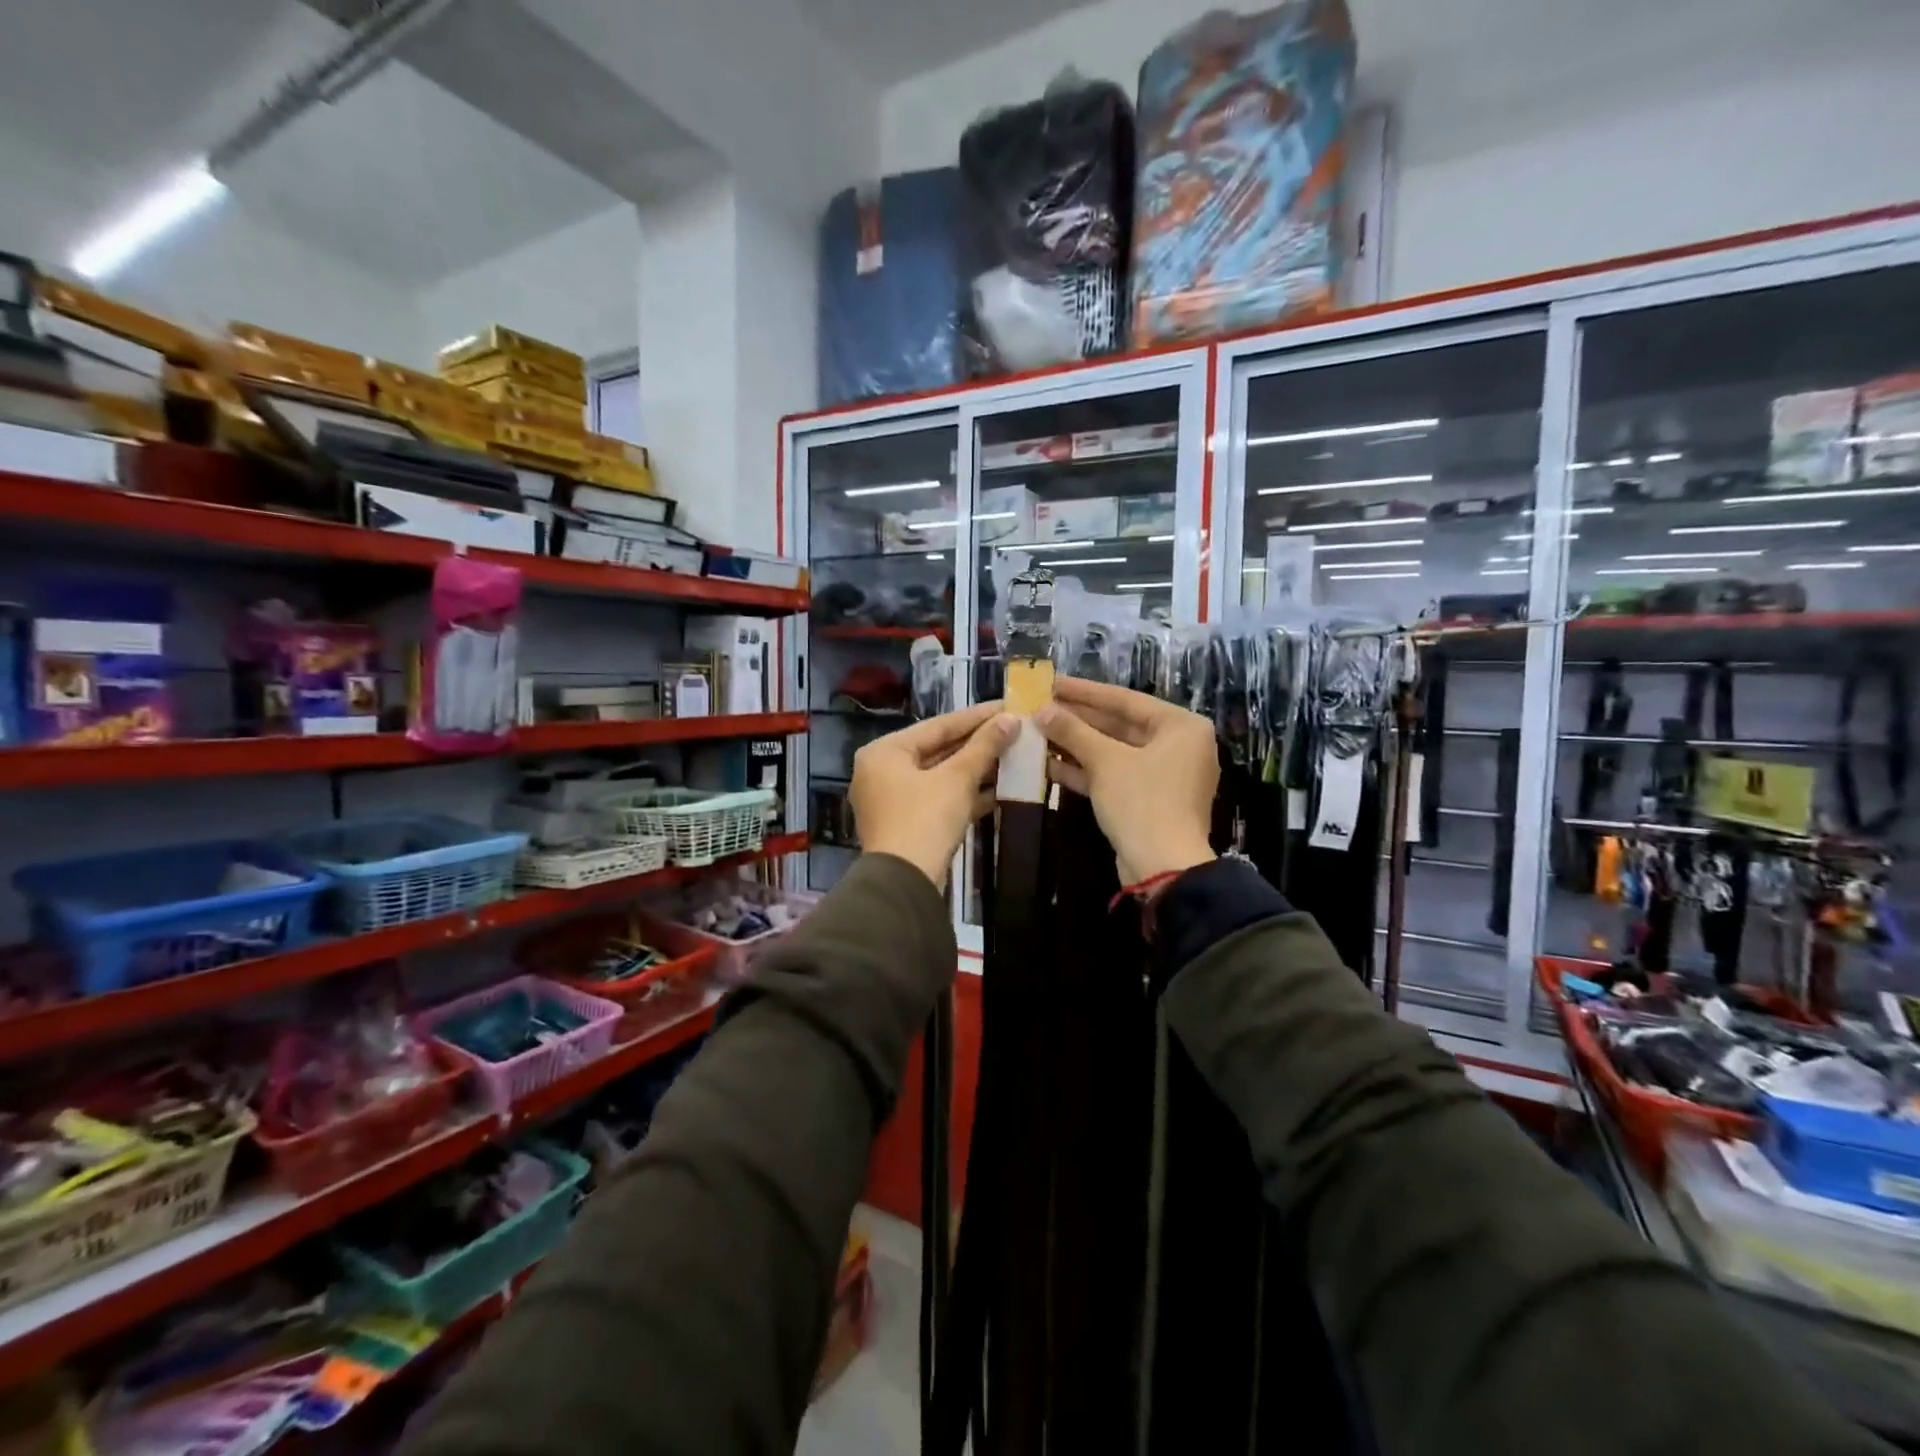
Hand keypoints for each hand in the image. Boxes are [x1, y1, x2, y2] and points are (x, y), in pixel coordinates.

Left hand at [851, 701, 1017, 888]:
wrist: (905, 883)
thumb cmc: (925, 819)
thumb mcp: (957, 779)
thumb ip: (984, 747)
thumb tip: (1011, 719)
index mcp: (885, 751)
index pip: (937, 725)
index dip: (976, 717)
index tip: (1007, 706)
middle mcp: (882, 771)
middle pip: (938, 750)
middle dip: (978, 744)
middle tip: (1014, 730)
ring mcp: (893, 800)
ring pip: (941, 776)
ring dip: (976, 769)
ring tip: (1013, 756)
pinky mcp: (907, 824)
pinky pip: (940, 799)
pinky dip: (966, 794)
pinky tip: (999, 790)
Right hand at [1037, 678, 1216, 884]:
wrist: (1162, 869)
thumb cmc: (1141, 802)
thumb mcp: (1105, 761)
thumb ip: (1073, 731)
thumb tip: (1041, 710)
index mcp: (1181, 726)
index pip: (1125, 699)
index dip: (1084, 691)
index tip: (1052, 682)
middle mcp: (1178, 746)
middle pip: (1119, 725)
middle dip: (1077, 719)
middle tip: (1039, 707)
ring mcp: (1163, 775)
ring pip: (1113, 751)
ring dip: (1076, 744)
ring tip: (1037, 732)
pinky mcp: (1147, 800)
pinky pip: (1114, 775)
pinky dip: (1085, 770)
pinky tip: (1047, 763)